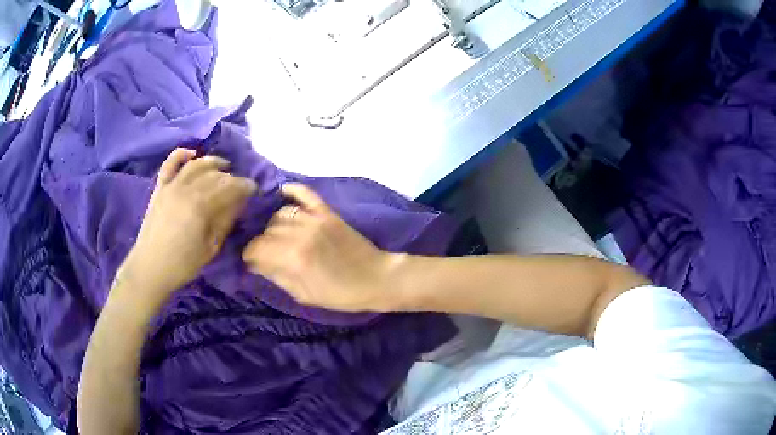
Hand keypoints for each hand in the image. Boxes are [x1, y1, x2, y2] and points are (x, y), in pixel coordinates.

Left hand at [116, 148, 257, 312]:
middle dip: (231, 177)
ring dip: (212, 162)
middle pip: (214, 174)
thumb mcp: (211, 247)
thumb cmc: (183, 263)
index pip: (229, 187)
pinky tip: (193, 153)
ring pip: (195, 164)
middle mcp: (186, 189)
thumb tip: (238, 203)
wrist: (151, 267)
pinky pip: (170, 163)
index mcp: (201, 206)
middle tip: (239, 185)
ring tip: (223, 167)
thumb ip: (225, 221)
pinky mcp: (160, 188)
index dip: (244, 185)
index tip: (254, 189)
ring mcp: (171, 186)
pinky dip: (182, 154)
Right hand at [242, 183, 396, 311]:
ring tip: (278, 237)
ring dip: (274, 225)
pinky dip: (293, 191)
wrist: (376, 278)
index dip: (250, 256)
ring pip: (281, 214)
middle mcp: (300, 233)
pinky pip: (305, 194)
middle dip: (262, 243)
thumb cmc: (341, 294)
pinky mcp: (327, 212)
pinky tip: (283, 193)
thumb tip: (258, 265)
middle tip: (267, 254)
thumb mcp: (304, 295)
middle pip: (267, 231)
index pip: (257, 248)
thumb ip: (278, 277)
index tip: (252, 262)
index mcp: (293, 257)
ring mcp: (315, 219)